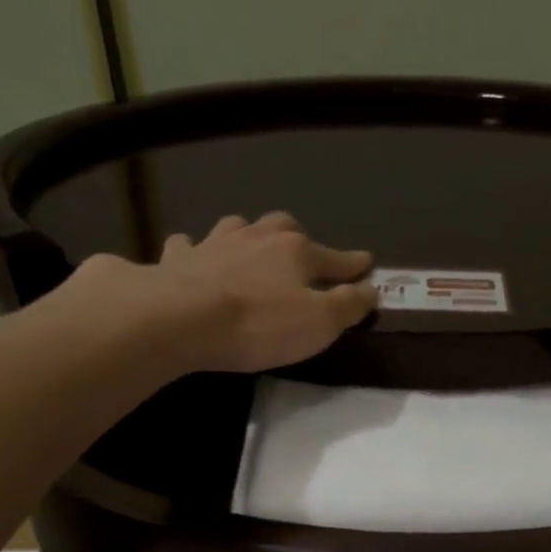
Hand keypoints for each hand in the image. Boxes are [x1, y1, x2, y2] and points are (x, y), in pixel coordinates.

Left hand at [50, 212, 375, 374]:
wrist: (182, 318)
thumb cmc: (259, 324)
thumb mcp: (320, 323)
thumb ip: (348, 305)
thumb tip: (371, 288)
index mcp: (296, 252)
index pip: (334, 258)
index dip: (353, 264)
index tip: (367, 264)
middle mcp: (257, 238)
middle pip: (284, 228)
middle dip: (299, 239)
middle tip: (304, 252)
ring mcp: (214, 244)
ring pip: (238, 227)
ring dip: (249, 235)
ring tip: (252, 245)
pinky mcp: (178, 260)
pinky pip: (189, 245)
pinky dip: (195, 249)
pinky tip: (194, 254)